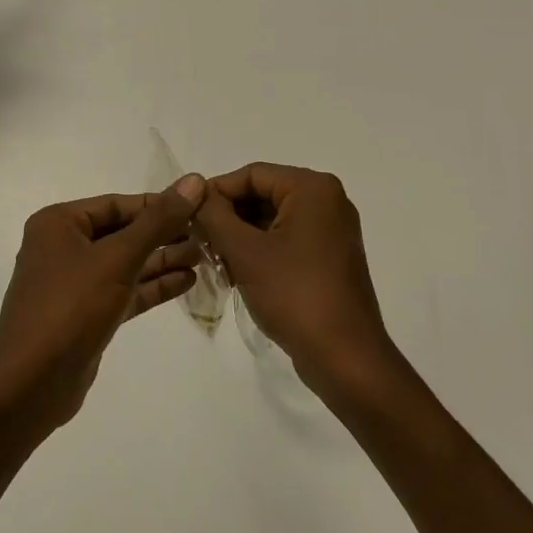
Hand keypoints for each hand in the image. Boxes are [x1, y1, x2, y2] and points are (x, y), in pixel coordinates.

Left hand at [0, 175, 206, 439]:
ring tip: (206, 256)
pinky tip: (187, 281)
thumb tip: (194, 180)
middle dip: (164, 234)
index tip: (200, 206)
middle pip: (123, 232)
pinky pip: (125, 290)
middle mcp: (63, 247)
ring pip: (126, 263)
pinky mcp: (87, 314)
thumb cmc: (70, 308)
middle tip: (208, 234)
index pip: (118, 204)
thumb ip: (157, 221)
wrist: (30, 385)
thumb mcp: (117, 259)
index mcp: (58, 223)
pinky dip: (153, 286)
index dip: (159, 204)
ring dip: (163, 259)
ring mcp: (74, 283)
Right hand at [195, 163, 397, 396]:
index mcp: (313, 189)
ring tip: (214, 259)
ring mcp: (332, 230)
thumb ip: (214, 215)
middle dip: (229, 216)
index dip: (216, 191)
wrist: (344, 358)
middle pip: (264, 194)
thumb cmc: (294, 295)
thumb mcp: (245, 252)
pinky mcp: (330, 257)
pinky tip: (236, 273)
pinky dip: (261, 250)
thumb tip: (195, 192)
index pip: (253, 174)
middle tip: (197, 239)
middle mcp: (328, 201)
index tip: (187, 213)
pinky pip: (288, 239)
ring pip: (274, 219)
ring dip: (241, 235)